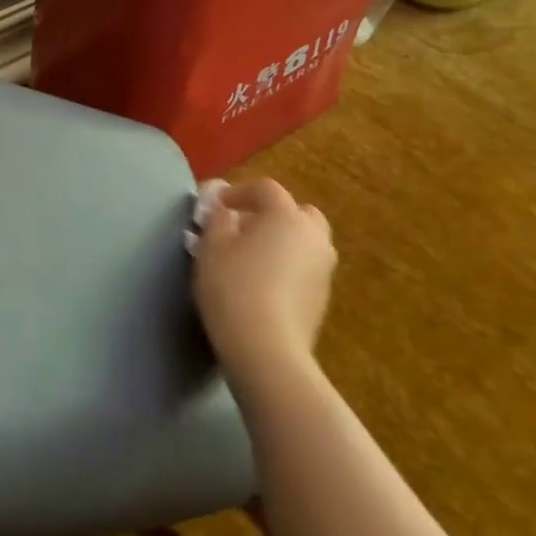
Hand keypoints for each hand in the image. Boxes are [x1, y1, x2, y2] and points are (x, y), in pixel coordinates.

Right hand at [189, 178, 335, 392]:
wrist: (265, 346)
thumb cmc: (233, 287)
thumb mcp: (212, 247)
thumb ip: (218, 221)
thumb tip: (226, 213)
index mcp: (287, 217)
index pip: (266, 189)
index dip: (238, 192)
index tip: (215, 206)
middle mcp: (314, 237)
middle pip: (298, 213)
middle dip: (271, 214)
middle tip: (242, 228)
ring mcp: (323, 269)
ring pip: (304, 242)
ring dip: (281, 241)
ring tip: (250, 257)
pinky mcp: (322, 297)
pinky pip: (304, 268)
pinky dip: (286, 266)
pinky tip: (262, 284)